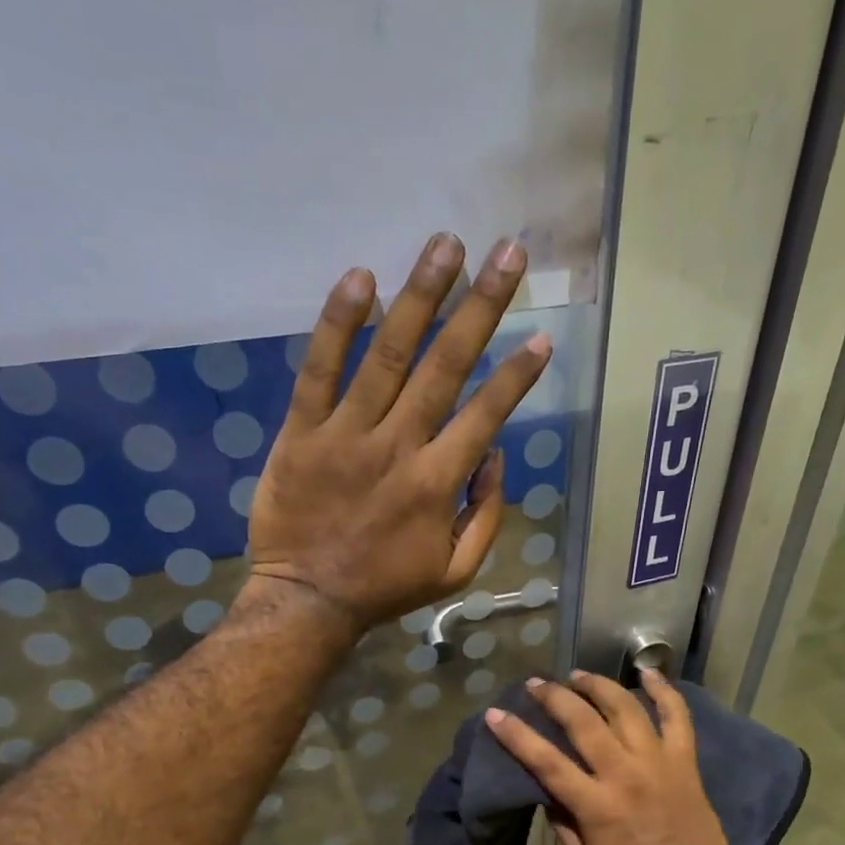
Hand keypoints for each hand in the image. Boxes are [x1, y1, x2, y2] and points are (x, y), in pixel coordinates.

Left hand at [248, 233, 552, 630]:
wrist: (308, 600)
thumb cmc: (386, 587)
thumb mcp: (456, 571)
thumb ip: (485, 515)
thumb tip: (494, 456)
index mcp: (438, 483)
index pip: (486, 414)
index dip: (517, 375)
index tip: (543, 338)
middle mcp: (398, 446)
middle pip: (445, 366)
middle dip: (482, 307)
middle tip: (509, 254)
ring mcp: (346, 434)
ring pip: (388, 354)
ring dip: (420, 295)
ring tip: (447, 244)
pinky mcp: (301, 430)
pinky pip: (319, 369)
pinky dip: (338, 323)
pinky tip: (360, 278)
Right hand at [485, 670, 739, 844]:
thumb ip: (563, 824)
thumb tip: (546, 791)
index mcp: (596, 805)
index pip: (546, 762)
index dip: (517, 735)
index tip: (495, 713)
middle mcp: (624, 774)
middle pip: (583, 722)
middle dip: (555, 697)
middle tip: (536, 684)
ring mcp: (658, 761)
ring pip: (626, 709)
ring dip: (599, 686)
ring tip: (579, 675)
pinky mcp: (684, 760)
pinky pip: (677, 716)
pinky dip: (664, 691)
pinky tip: (648, 673)